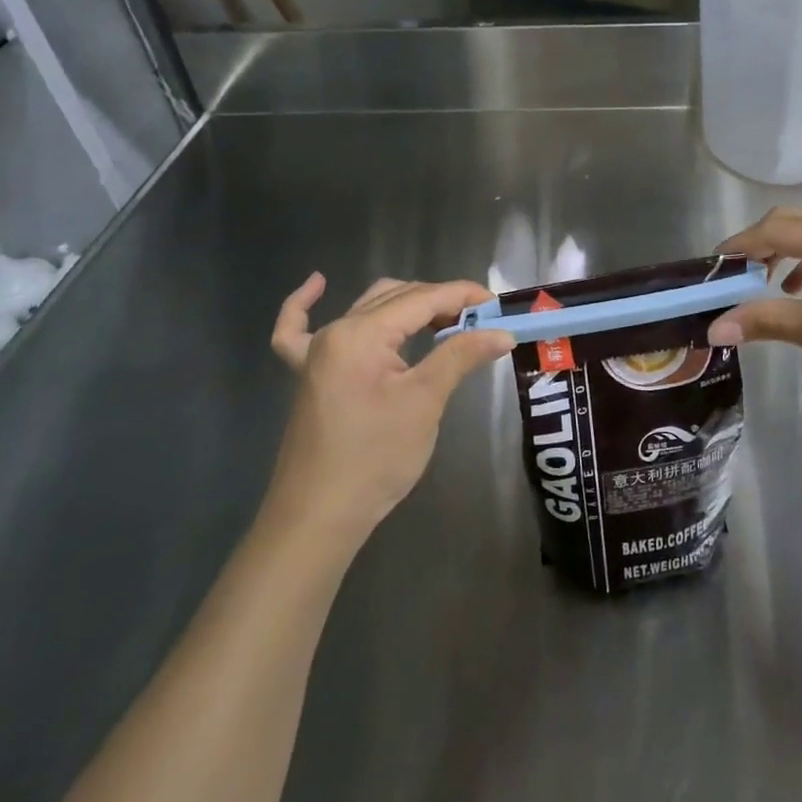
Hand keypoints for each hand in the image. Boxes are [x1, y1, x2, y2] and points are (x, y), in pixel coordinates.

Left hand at [264, 274, 511, 544]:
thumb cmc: (375, 458)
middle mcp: (336, 331)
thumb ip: (460, 356)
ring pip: (368, 309)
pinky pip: (298, 331)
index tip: (498, 304)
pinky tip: (319, 284)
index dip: (463, 296)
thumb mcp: (424, 402)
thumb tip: (503, 332)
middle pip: (397, 298)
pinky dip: (307, 305)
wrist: (318, 518)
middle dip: (442, 302)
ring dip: (406, 306)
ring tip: (446, 320)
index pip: (423, 299)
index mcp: (361, 333)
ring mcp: (316, 353)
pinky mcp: (308, 376)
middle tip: (481, 322)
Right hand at [706, 208, 801, 420]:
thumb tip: (713, 328)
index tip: (708, 270)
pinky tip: (797, 294)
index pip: (773, 229)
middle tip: (730, 276)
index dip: (737, 246)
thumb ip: (765, 320)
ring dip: (779, 256)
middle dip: (757, 246)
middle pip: (790, 223)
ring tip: (759, 286)